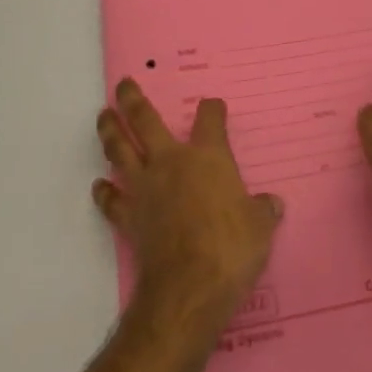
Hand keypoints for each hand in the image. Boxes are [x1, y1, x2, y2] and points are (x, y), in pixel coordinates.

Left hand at [93, 81, 283, 334]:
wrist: (189, 287)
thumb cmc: (231, 248)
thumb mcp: (259, 227)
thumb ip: (262, 211)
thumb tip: (272, 204)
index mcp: (208, 157)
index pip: (210, 119)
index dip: (212, 109)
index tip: (213, 106)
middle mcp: (171, 163)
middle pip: (146, 120)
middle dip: (133, 99)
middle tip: (124, 84)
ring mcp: (145, 189)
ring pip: (120, 150)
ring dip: (110, 131)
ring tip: (103, 117)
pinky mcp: (129, 218)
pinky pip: (111, 200)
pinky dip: (104, 191)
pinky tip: (99, 185)